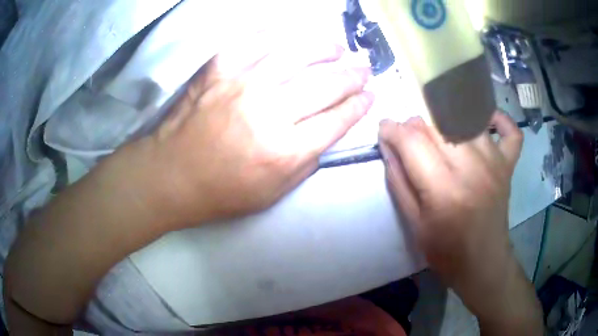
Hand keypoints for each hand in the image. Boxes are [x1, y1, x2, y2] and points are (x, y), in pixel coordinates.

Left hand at [148, 32, 373, 225]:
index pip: (337, 120)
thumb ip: (306, 162)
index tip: (371, 96)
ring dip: (325, 48)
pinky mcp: (218, 68)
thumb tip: (330, 130)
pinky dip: (279, 32)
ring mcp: (241, 84)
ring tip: (338, 48)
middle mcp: (267, 113)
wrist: (170, 175)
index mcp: (284, 152)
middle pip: (325, 85)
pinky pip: (254, 40)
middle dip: (353, 76)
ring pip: (296, 54)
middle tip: (365, 69)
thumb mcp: (273, 193)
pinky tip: (295, 34)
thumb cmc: (220, 192)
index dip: (359, 106)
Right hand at [379, 113, 521, 284]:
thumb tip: (387, 145)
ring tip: (437, 133)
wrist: (483, 264)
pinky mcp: (508, 164)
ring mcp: (495, 162)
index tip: (384, 129)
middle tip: (409, 138)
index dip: (392, 129)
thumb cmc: (446, 251)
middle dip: (415, 124)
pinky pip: (509, 130)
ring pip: (467, 118)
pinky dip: (498, 119)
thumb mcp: (413, 223)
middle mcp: (472, 168)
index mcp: (444, 189)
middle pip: (438, 123)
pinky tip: (484, 122)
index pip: (412, 141)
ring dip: (446, 118)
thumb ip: (398, 181)